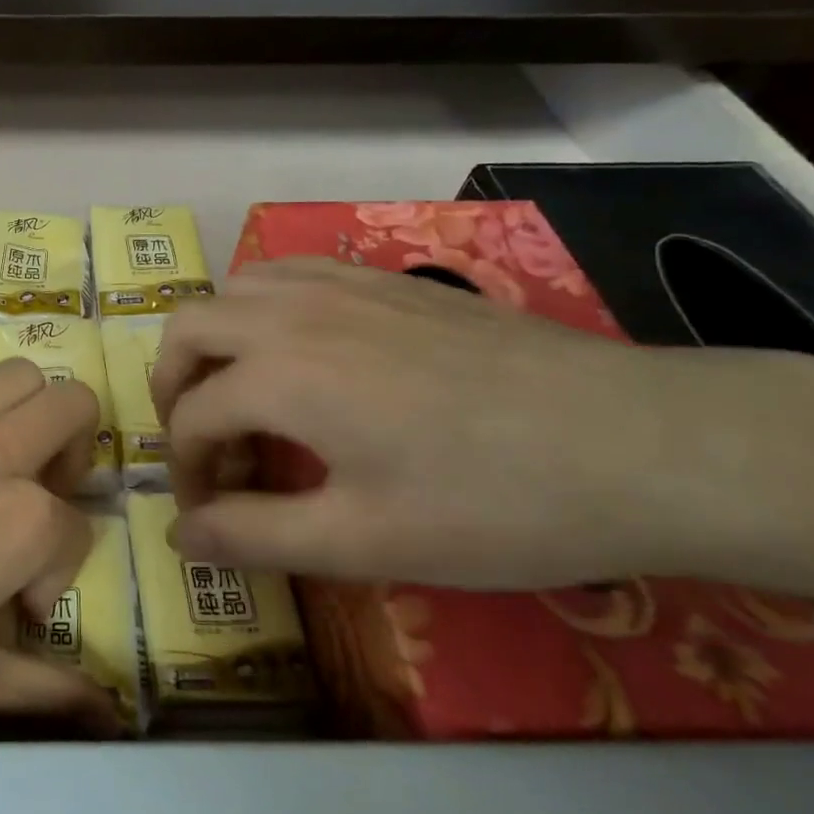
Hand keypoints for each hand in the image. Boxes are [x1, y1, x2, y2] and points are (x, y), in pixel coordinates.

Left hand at [0, 357, 113, 759]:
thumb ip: (38, 689)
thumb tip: (103, 712)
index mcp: (19, 517)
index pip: (74, 532)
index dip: (53, 576)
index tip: (12, 610)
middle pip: (72, 405)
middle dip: (75, 449)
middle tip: (36, 499)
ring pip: (12, 378)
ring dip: (22, 416)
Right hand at [149, 256, 813, 597]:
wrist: (639, 442)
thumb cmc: (495, 504)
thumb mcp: (365, 541)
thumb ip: (257, 536)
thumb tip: (179, 538)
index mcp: (280, 376)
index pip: (193, 420)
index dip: (186, 474)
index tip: (209, 518)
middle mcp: (292, 314)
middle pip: (188, 330)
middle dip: (174, 388)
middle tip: (203, 445)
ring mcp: (339, 286)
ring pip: (234, 289)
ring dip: (215, 340)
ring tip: (243, 395)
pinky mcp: (383, 279)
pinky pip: (289, 272)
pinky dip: (263, 306)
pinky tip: (300, 349)